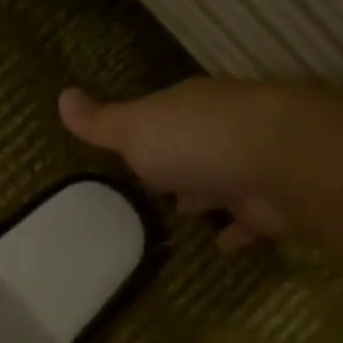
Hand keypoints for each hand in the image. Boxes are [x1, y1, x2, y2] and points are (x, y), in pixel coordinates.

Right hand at [60, 80, 291, 249]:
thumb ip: (100, 123)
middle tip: (154, 187)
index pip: (162, 120)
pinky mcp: (269, 205)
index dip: (143, 136)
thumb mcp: (135, 130)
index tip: (127, 156)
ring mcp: (249, 168)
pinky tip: (221, 246)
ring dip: (205, 195)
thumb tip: (62, 95)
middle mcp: (222, 134)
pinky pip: (247, 222)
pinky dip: (235, 232)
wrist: (280, 161)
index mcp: (189, 111)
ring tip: (183, 213)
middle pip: (192, 150)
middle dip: (175, 166)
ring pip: (220, 182)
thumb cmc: (196, 141)